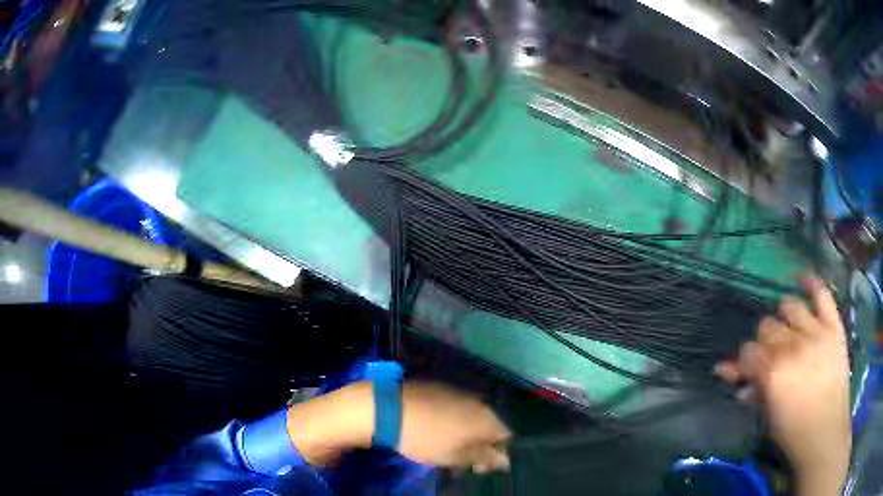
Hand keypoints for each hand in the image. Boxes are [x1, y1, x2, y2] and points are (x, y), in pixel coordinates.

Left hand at [397, 382, 510, 471]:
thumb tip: (505, 460)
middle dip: (482, 444)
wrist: (389, 409)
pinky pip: (458, 407)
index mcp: (487, 418)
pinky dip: (455, 420)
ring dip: (468, 433)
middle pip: (491, 426)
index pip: (507, 437)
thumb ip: (483, 457)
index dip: (499, 454)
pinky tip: (440, 430)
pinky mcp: (442, 387)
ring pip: (474, 416)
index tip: (483, 466)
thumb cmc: (425, 438)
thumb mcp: (455, 456)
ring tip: (450, 447)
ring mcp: (460, 392)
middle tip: (465, 461)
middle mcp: (479, 401)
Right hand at [715, 276, 850, 495]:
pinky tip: (802, 280)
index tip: (749, 370)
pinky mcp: (833, 326)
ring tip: (788, 330)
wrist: (826, 432)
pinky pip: (822, 294)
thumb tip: (727, 371)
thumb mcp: (767, 415)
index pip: (748, 350)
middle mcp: (792, 346)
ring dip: (784, 318)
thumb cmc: (793, 432)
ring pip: (790, 306)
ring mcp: (816, 332)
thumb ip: (750, 388)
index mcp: (772, 373)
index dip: (746, 361)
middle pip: (767, 326)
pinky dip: (811, 284)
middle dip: (765, 341)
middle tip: (772, 356)